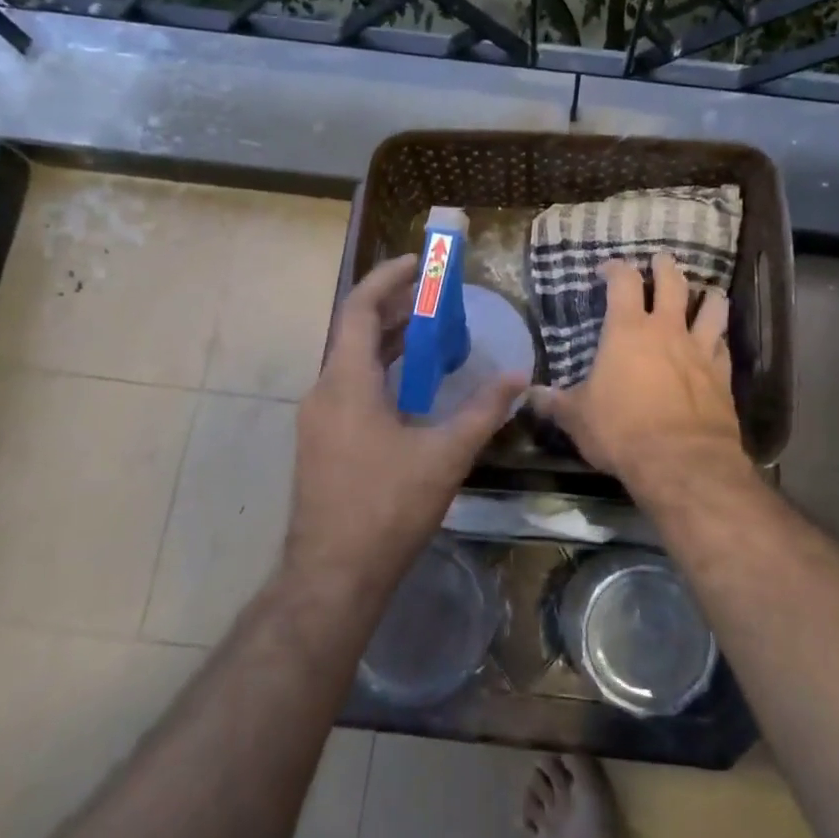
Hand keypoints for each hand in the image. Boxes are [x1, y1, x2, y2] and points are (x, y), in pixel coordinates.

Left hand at [288, 254, 525, 596]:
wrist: (333, 574)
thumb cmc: (387, 507)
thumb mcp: (445, 455)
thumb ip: (483, 411)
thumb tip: (519, 378)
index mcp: (347, 383)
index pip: (359, 309)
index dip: (387, 279)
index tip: (419, 262)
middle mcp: (325, 391)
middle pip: (356, 331)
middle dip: (396, 308)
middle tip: (438, 297)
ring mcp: (319, 419)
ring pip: (353, 362)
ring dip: (390, 342)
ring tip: (434, 334)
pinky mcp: (322, 443)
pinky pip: (351, 388)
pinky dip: (382, 372)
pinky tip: (415, 388)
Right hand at [532, 253, 750, 496]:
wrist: (681, 461)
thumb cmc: (621, 431)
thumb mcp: (577, 418)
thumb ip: (554, 403)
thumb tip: (528, 395)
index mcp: (627, 331)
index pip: (623, 281)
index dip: (615, 268)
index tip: (607, 269)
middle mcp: (667, 330)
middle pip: (672, 282)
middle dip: (664, 267)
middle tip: (660, 261)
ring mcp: (700, 350)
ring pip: (712, 307)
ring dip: (707, 296)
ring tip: (706, 293)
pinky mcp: (722, 375)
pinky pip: (724, 346)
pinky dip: (720, 339)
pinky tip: (717, 343)